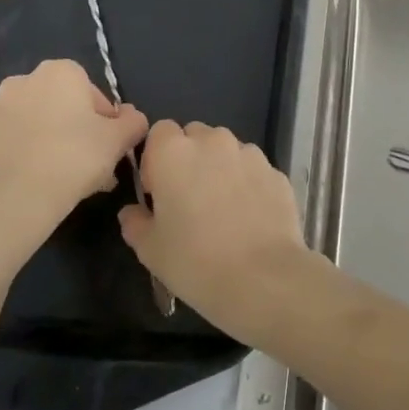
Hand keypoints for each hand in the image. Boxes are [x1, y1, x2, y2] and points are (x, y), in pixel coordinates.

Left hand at [0, 59, 147, 276]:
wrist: (11, 201)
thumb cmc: (73, 159)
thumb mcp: (119, 140)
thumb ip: (133, 122)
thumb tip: (132, 117)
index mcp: (59, 72)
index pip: (92, 91)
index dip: (105, 120)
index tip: (109, 147)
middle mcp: (22, 81)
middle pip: (61, 107)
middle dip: (77, 132)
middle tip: (90, 167)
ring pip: (35, 125)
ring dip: (50, 143)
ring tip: (63, 180)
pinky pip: (11, 145)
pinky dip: (24, 157)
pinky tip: (36, 185)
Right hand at [119, 121, 310, 342]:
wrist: (263, 278)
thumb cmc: (195, 262)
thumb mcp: (150, 250)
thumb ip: (135, 222)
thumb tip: (133, 212)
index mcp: (174, 152)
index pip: (160, 131)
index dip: (156, 157)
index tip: (159, 191)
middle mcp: (213, 142)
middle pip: (195, 135)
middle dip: (189, 159)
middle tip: (189, 200)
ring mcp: (249, 154)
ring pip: (227, 150)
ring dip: (220, 168)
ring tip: (223, 210)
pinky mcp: (276, 172)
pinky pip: (253, 169)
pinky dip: (247, 183)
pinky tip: (249, 218)